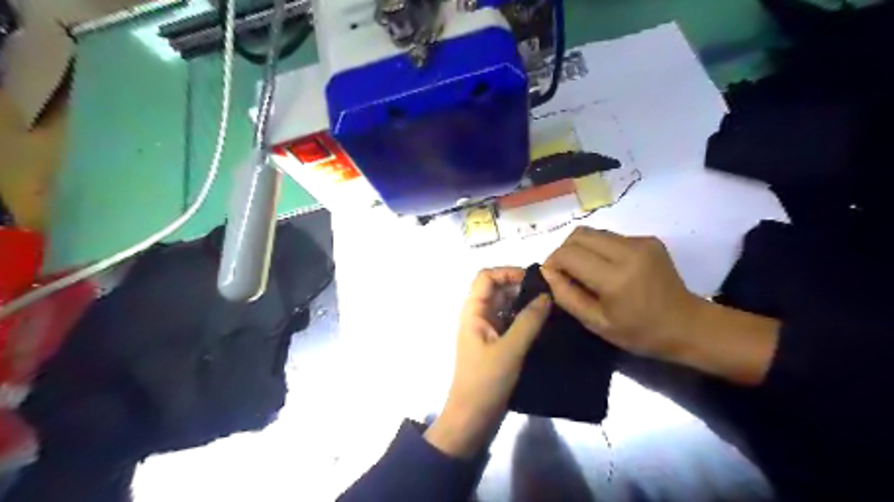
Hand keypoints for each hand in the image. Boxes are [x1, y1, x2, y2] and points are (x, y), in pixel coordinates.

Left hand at [424, 271, 548, 459]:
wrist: (472, 418)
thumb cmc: (486, 381)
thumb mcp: (510, 349)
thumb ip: (528, 321)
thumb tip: (546, 296)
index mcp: (473, 312)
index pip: (486, 277)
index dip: (508, 271)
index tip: (535, 279)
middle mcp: (478, 316)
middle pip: (497, 289)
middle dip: (520, 286)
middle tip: (550, 292)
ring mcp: (487, 331)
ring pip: (505, 305)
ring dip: (525, 302)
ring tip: (552, 306)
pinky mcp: (496, 344)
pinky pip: (510, 322)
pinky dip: (525, 318)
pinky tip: (544, 324)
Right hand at [540, 228, 778, 383]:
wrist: (688, 325)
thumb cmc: (639, 332)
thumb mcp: (595, 322)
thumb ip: (566, 295)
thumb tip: (547, 270)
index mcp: (614, 278)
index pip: (568, 254)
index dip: (553, 262)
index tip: (554, 277)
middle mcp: (628, 251)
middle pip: (578, 235)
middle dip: (564, 251)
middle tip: (567, 273)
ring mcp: (641, 242)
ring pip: (593, 232)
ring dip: (581, 248)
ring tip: (586, 271)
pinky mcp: (648, 239)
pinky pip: (610, 237)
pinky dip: (599, 249)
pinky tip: (607, 268)